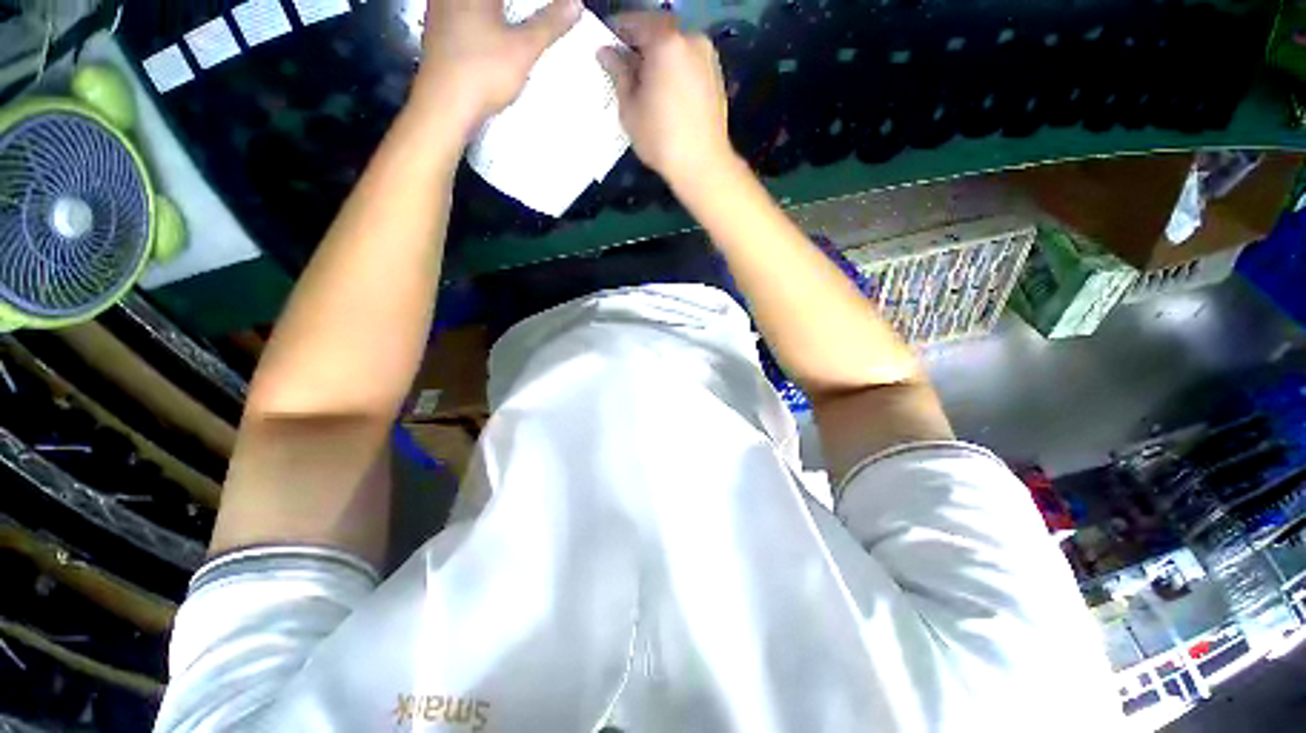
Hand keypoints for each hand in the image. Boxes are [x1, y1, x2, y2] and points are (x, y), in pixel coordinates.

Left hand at [412, 0, 581, 131]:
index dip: (536, 4)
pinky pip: (466, 17)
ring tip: (522, 28)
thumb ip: (550, 24)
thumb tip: (574, 4)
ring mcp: (442, 12)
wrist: (445, 105)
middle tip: (543, 15)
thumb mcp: (524, 49)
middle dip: (519, 9)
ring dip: (501, 15)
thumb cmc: (481, 72)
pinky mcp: (440, 33)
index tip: (556, 8)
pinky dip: (486, 23)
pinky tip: (496, 38)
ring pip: (478, 8)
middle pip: (496, 2)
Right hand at [598, 13, 733, 186]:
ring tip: (646, 84)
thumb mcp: (630, 108)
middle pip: (658, 32)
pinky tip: (667, 94)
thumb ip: (618, 73)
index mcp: (665, 40)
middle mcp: (691, 38)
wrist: (703, 165)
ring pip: (675, 47)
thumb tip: (607, 53)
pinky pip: (689, 63)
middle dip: (639, 45)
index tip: (605, 47)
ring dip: (659, 58)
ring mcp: (708, 57)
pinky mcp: (717, 76)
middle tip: (624, 67)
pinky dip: (675, 70)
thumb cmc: (661, 138)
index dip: (616, 32)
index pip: (634, 21)